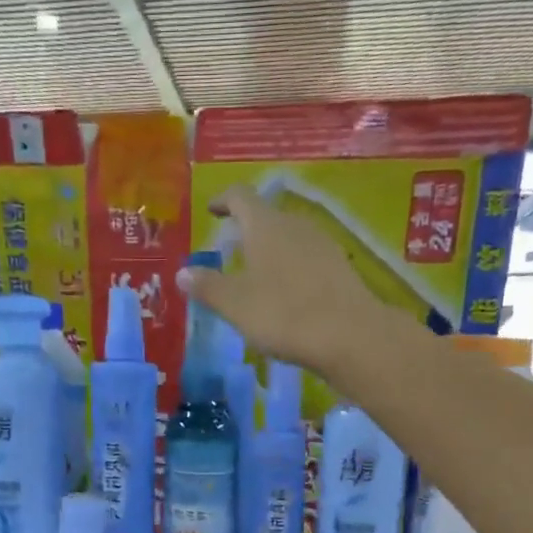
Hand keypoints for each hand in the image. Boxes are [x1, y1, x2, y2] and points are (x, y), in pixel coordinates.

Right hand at [176, 186, 392, 373]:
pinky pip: (306, 259)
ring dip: (269, 251)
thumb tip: (183, 272)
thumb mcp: (235, 305)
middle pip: (266, 217)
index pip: (240, 197)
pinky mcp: (339, 268)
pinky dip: (290, 269)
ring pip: (288, 238)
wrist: (349, 335)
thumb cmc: (283, 314)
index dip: (223, 200)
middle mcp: (294, 225)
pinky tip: (286, 294)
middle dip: (246, 230)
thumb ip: (207, 287)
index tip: (212, 209)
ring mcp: (322, 244)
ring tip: (255, 275)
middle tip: (230, 250)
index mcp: (264, 226)